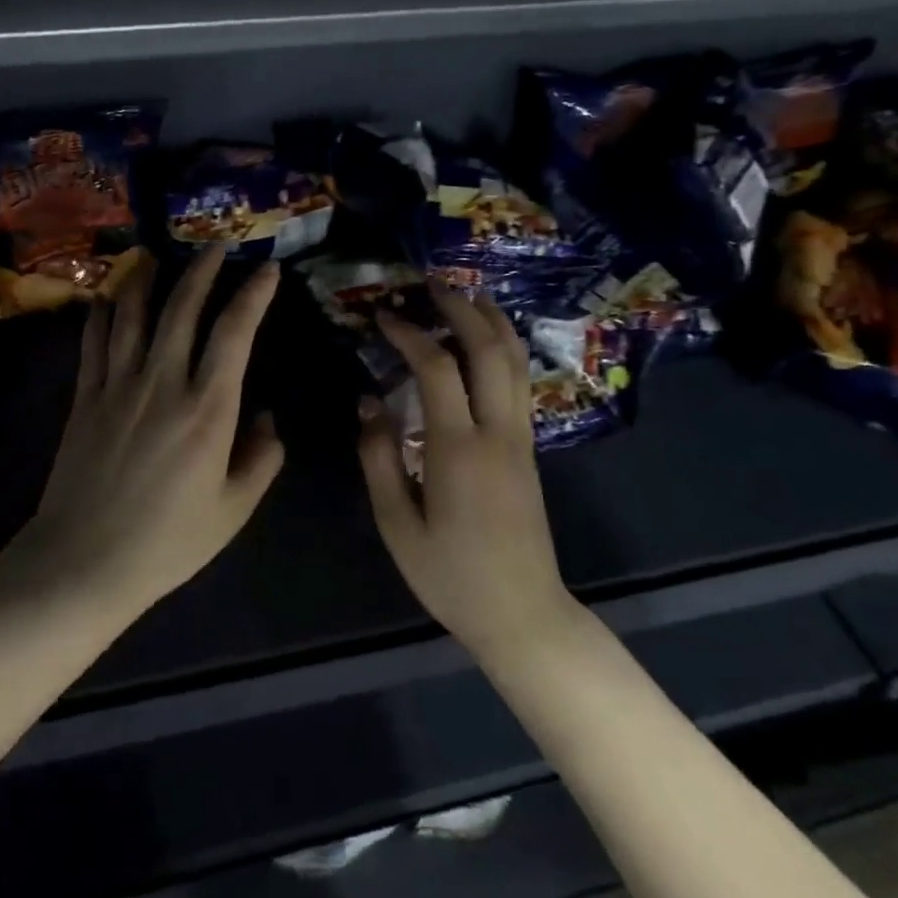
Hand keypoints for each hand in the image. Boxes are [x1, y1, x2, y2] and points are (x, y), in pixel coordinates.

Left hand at [18, 245, 284, 620]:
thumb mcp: (233, 510)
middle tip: (215, 244)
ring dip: (148, 278)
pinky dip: (102, 313)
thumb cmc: (167, 542)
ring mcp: (118, 385)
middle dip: (202, 269)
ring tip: (157, 254)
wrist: (83, 563)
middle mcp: (163, 382)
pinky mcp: (85, 397)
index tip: (267, 270)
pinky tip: (108, 297)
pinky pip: (94, 342)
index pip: (234, 333)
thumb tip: (268, 418)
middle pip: (182, 308)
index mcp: (207, 409)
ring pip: (133, 314)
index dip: (253, 294)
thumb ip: (261, 459)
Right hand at [359, 280, 576, 663]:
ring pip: (515, 361)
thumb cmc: (451, 576)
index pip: (435, 369)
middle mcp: (497, 432)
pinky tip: (489, 340)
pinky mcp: (529, 448)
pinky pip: (521, 382)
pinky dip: (506, 348)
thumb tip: (368, 402)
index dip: (408, 334)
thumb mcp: (398, 525)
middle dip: (460, 309)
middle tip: (432, 283)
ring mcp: (521, 438)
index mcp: (458, 449)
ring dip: (492, 321)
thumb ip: (379, 458)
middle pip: (488, 350)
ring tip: (467, 294)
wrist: (523, 614)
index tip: (383, 316)